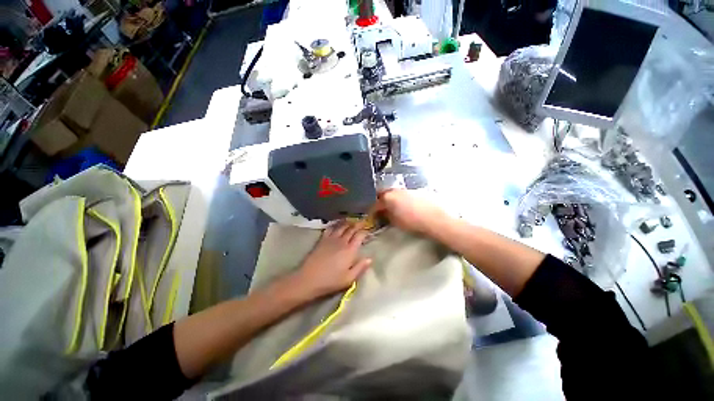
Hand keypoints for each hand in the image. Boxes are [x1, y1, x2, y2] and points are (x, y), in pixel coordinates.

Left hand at [293, 221, 371, 298]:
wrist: (309, 279)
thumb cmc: (330, 281)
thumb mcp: (349, 279)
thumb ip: (360, 267)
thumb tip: (370, 258)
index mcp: (350, 250)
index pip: (359, 236)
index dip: (364, 231)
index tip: (368, 230)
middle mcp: (341, 241)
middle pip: (351, 229)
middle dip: (358, 224)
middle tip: (362, 221)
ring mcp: (331, 239)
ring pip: (341, 226)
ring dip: (347, 223)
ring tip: (351, 221)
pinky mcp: (322, 240)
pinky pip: (330, 228)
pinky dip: (335, 224)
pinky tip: (336, 224)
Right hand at [376, 189, 448, 234]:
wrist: (435, 218)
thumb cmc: (413, 221)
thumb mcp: (396, 222)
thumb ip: (386, 216)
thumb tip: (382, 213)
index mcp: (388, 197)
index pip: (375, 203)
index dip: (372, 210)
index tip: (371, 214)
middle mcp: (396, 190)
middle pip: (383, 194)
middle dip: (380, 202)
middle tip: (380, 209)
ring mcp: (406, 189)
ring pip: (394, 193)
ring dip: (391, 199)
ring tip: (392, 208)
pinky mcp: (415, 190)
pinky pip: (403, 193)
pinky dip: (401, 199)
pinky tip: (405, 206)